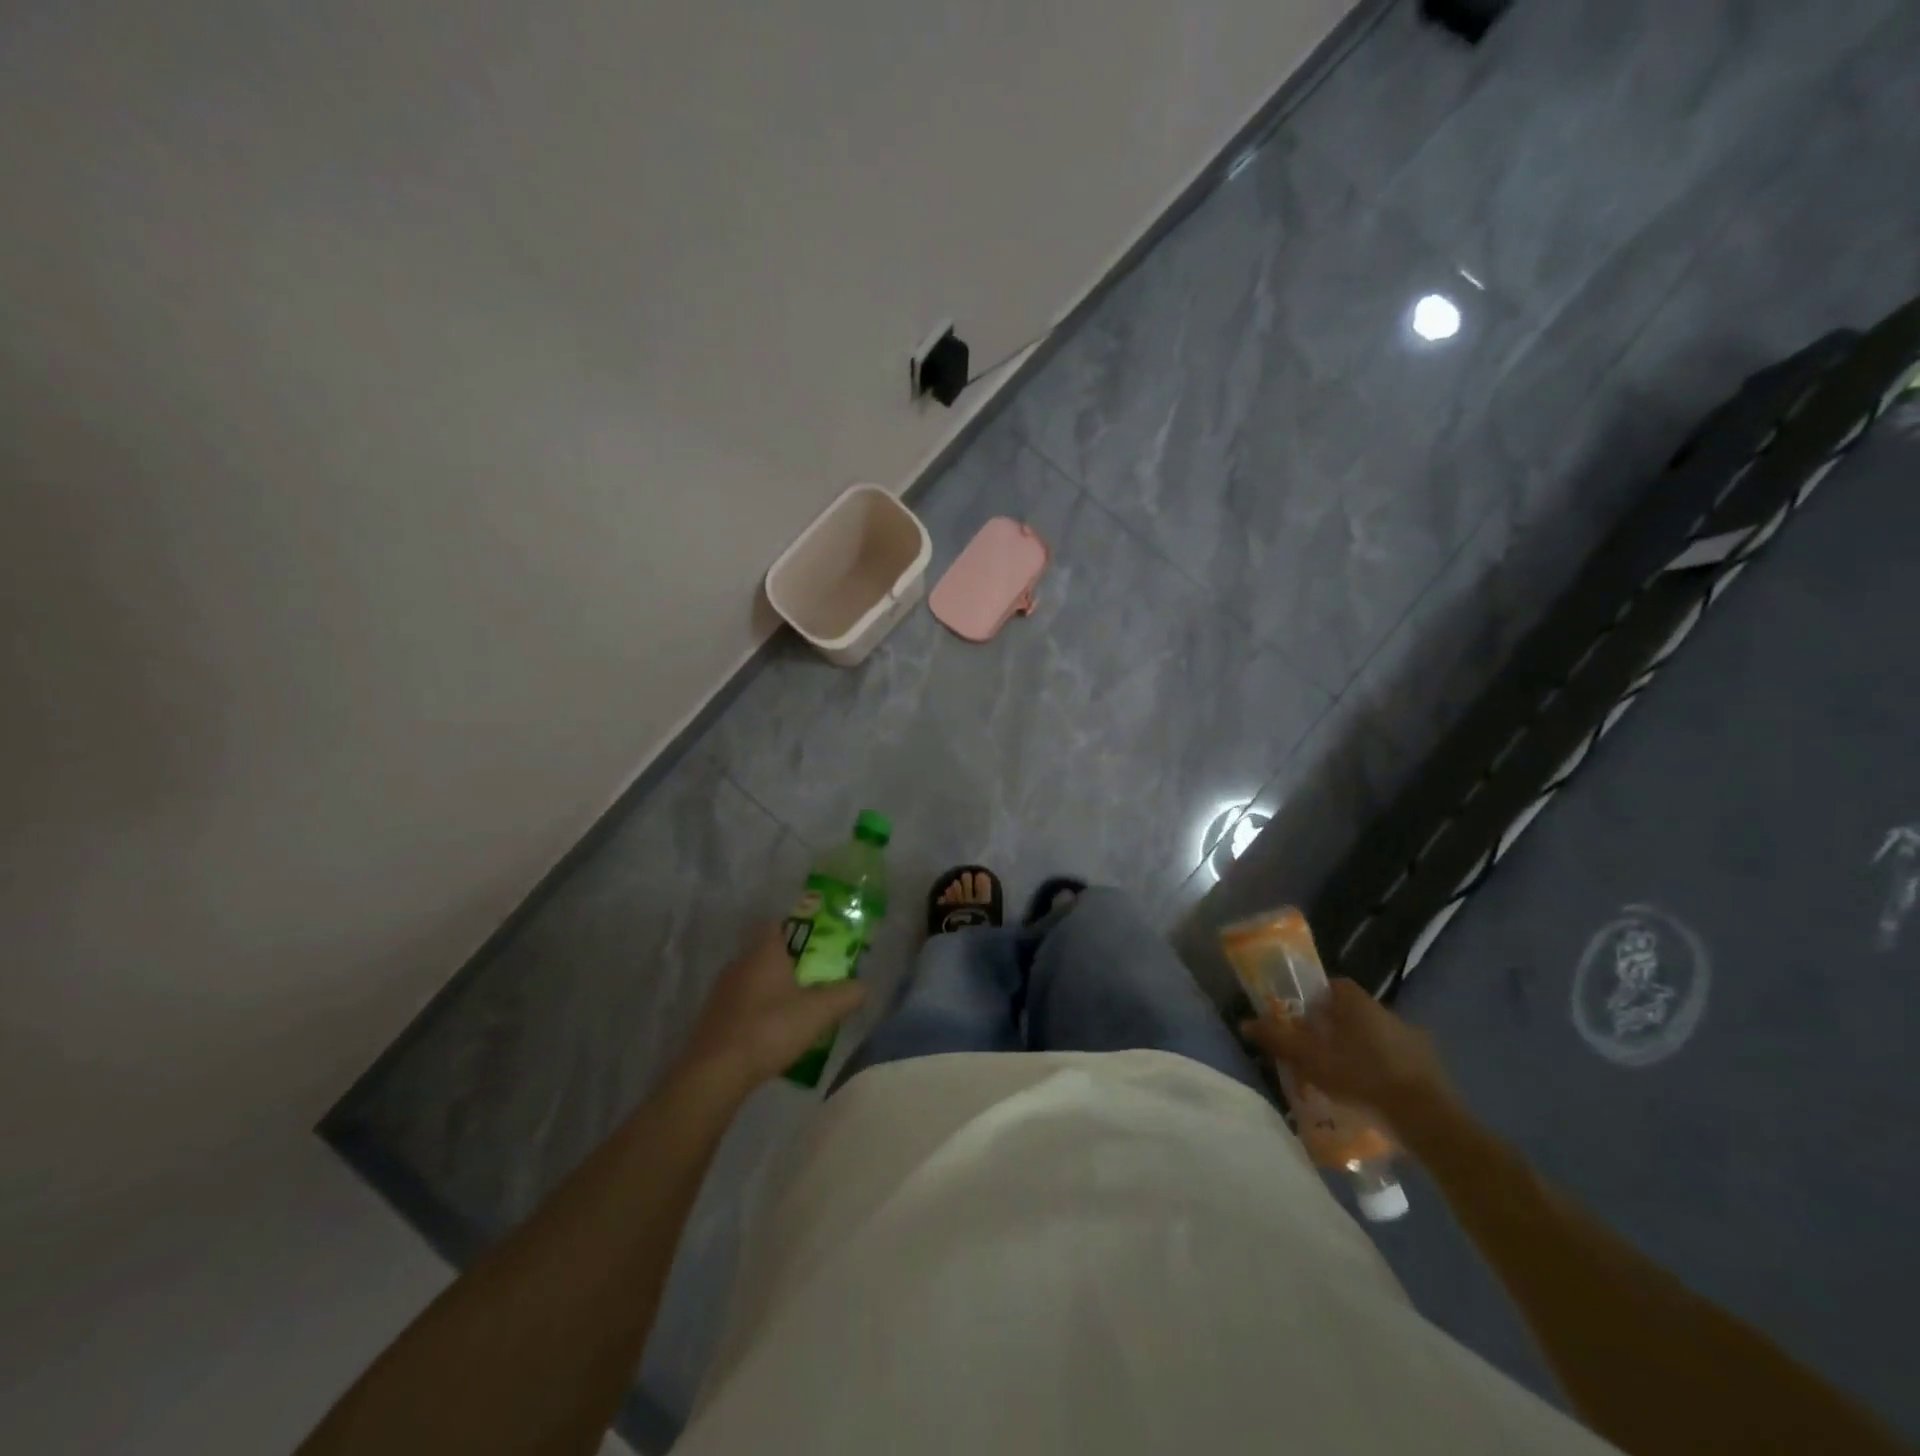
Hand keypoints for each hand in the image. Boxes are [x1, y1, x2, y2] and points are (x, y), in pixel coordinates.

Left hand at [676, 926, 866, 1093]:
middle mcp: (739, 963)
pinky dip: (756, 1010)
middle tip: (814, 976)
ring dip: (772, 988)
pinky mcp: (712, 1017)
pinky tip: (771, 1031)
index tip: (816, 942)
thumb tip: (864, 987)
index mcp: (763, 952)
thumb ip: (846, 996)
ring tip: (796, 1006)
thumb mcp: (819, 1012)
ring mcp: (722, 991)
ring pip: (752, 978)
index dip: (796, 928)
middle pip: (766, 952)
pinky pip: (741, 1002)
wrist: (715, 1072)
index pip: (777, 924)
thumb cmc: (770, 1029)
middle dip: (789, 961)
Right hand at [1241, 978, 1454, 1132]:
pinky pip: (1397, 1060)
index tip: (1302, 1021)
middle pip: (1352, 1012)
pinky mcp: (1430, 1065)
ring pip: (1375, 1036)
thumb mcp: (1311, 1060)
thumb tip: (1246, 1023)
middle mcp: (1386, 1011)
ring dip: (1360, 1050)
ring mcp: (1412, 1038)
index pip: (1333, 986)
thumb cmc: (1362, 1078)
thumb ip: (1278, 1040)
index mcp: (1357, 1002)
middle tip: (1318, 1052)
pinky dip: (1383, 1070)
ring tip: (1344, 1077)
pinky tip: (1373, 1093)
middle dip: (1335, 1028)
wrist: (1426, 1118)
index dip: (1315, 1000)